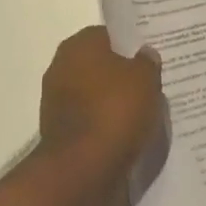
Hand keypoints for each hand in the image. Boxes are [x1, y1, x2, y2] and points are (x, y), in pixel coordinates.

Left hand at [36, 27, 161, 193]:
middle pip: (99, 65)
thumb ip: (147, 62)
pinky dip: (103, 126)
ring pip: (93, 94)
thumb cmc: (113, 112)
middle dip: (121, 75)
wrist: (81, 170)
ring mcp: (56, 100)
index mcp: (79, 44)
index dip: (130, 46)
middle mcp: (61, 65)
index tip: (149, 59)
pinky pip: (88, 120)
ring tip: (142, 114)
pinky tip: (124, 135)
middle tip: (149, 86)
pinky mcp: (57, 131)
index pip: (108, 36)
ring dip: (112, 102)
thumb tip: (145, 53)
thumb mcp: (144, 80)